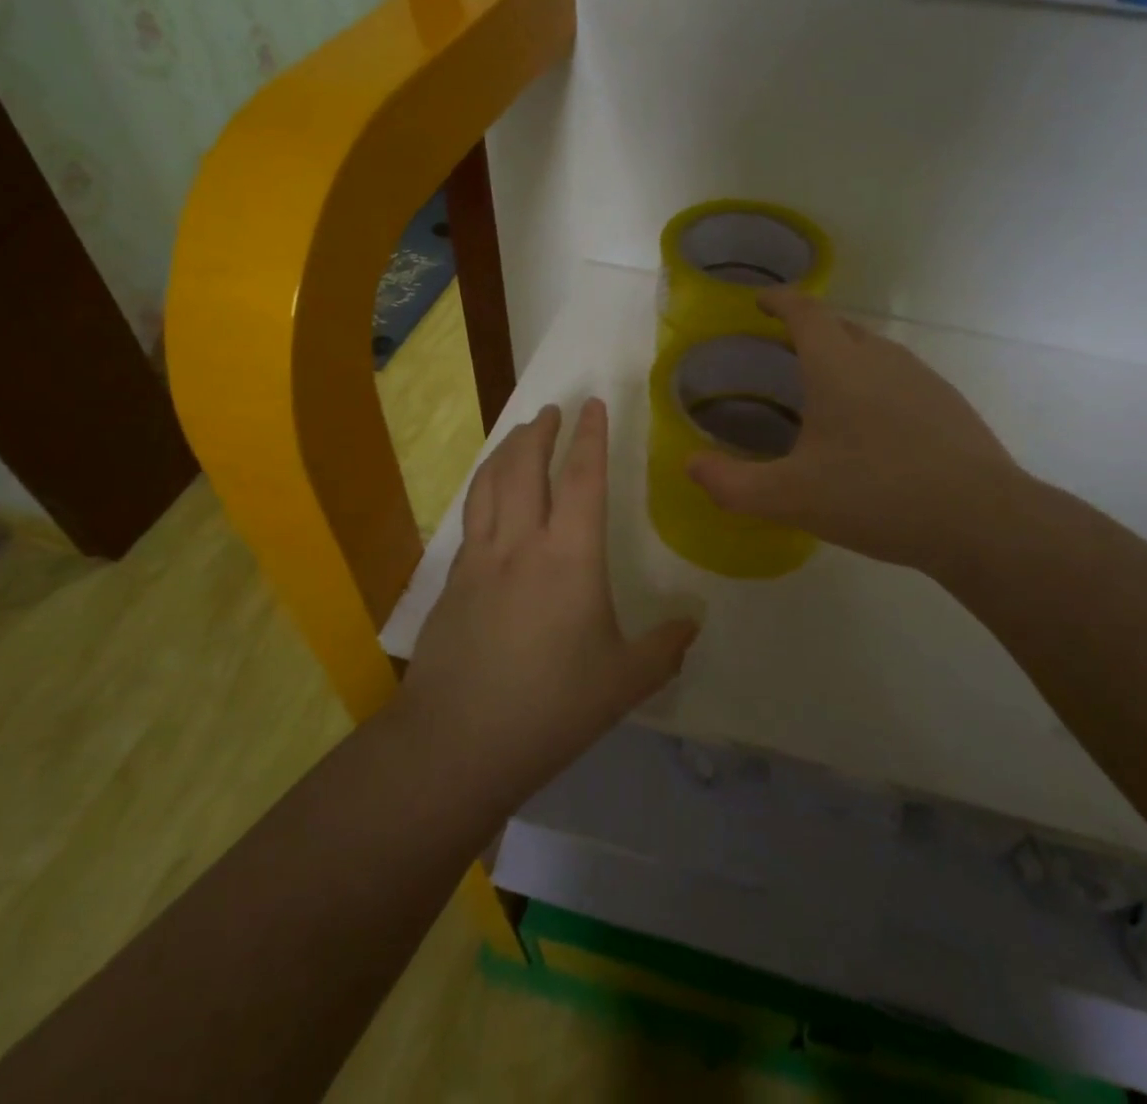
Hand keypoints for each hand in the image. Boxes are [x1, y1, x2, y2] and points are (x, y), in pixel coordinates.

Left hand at [401, 399, 699, 795]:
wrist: (456, 742)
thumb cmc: (551, 707)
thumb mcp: (624, 682)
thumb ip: (665, 647)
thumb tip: (694, 622)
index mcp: (570, 556)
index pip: (583, 477)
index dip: (591, 436)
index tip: (594, 403)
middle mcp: (521, 543)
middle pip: (526, 466)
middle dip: (540, 430)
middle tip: (552, 409)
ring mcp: (480, 559)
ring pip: (490, 483)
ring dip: (507, 450)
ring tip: (519, 434)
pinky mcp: (452, 580)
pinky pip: (471, 515)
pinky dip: (484, 488)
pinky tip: (489, 496)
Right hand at [687, 289, 1040, 580]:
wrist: (979, 520)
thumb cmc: (876, 496)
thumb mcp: (791, 497)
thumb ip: (733, 483)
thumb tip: (689, 465)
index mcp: (838, 365)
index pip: (805, 311)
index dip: (779, 300)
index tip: (760, 300)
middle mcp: (881, 357)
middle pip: (840, 327)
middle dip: (809, 329)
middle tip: (783, 351)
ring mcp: (922, 377)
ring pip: (873, 352)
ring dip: (845, 357)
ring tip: (825, 390)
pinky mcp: (949, 404)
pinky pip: (900, 378)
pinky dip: (875, 385)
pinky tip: (874, 428)